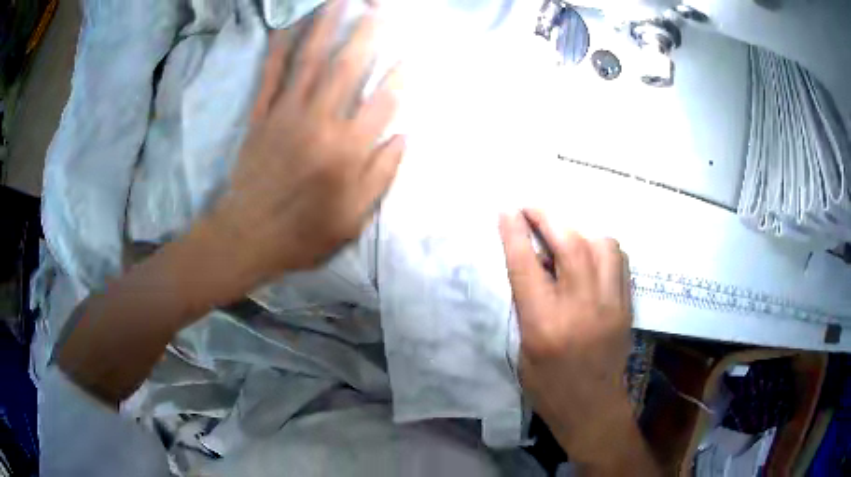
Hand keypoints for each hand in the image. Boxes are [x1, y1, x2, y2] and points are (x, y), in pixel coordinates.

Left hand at [210, 0, 403, 286]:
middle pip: (347, 68)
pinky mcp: (260, 117)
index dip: (401, 77)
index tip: (413, 56)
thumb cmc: (303, 234)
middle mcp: (319, 123)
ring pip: (309, 62)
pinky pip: (269, 76)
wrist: (246, 237)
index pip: (383, 103)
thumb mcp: (353, 219)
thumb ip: (380, 175)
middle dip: (367, 33)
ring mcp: (285, 115)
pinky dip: (277, 49)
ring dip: (326, 28)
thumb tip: (402, 136)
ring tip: (339, 3)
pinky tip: (285, 26)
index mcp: (346, 152)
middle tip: (381, 9)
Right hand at [499, 209, 633, 464]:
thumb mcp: (523, 350)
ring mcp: (611, 304)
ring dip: (578, 232)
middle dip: (547, 217)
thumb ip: (527, 306)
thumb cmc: (548, 387)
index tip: (506, 210)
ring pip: (601, 245)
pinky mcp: (627, 305)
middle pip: (570, 244)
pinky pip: (619, 260)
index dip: (514, 233)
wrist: (593, 408)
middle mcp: (581, 308)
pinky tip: (590, 255)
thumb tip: (529, 264)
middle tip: (531, 209)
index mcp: (545, 326)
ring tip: (564, 238)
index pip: (527, 267)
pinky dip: (601, 248)